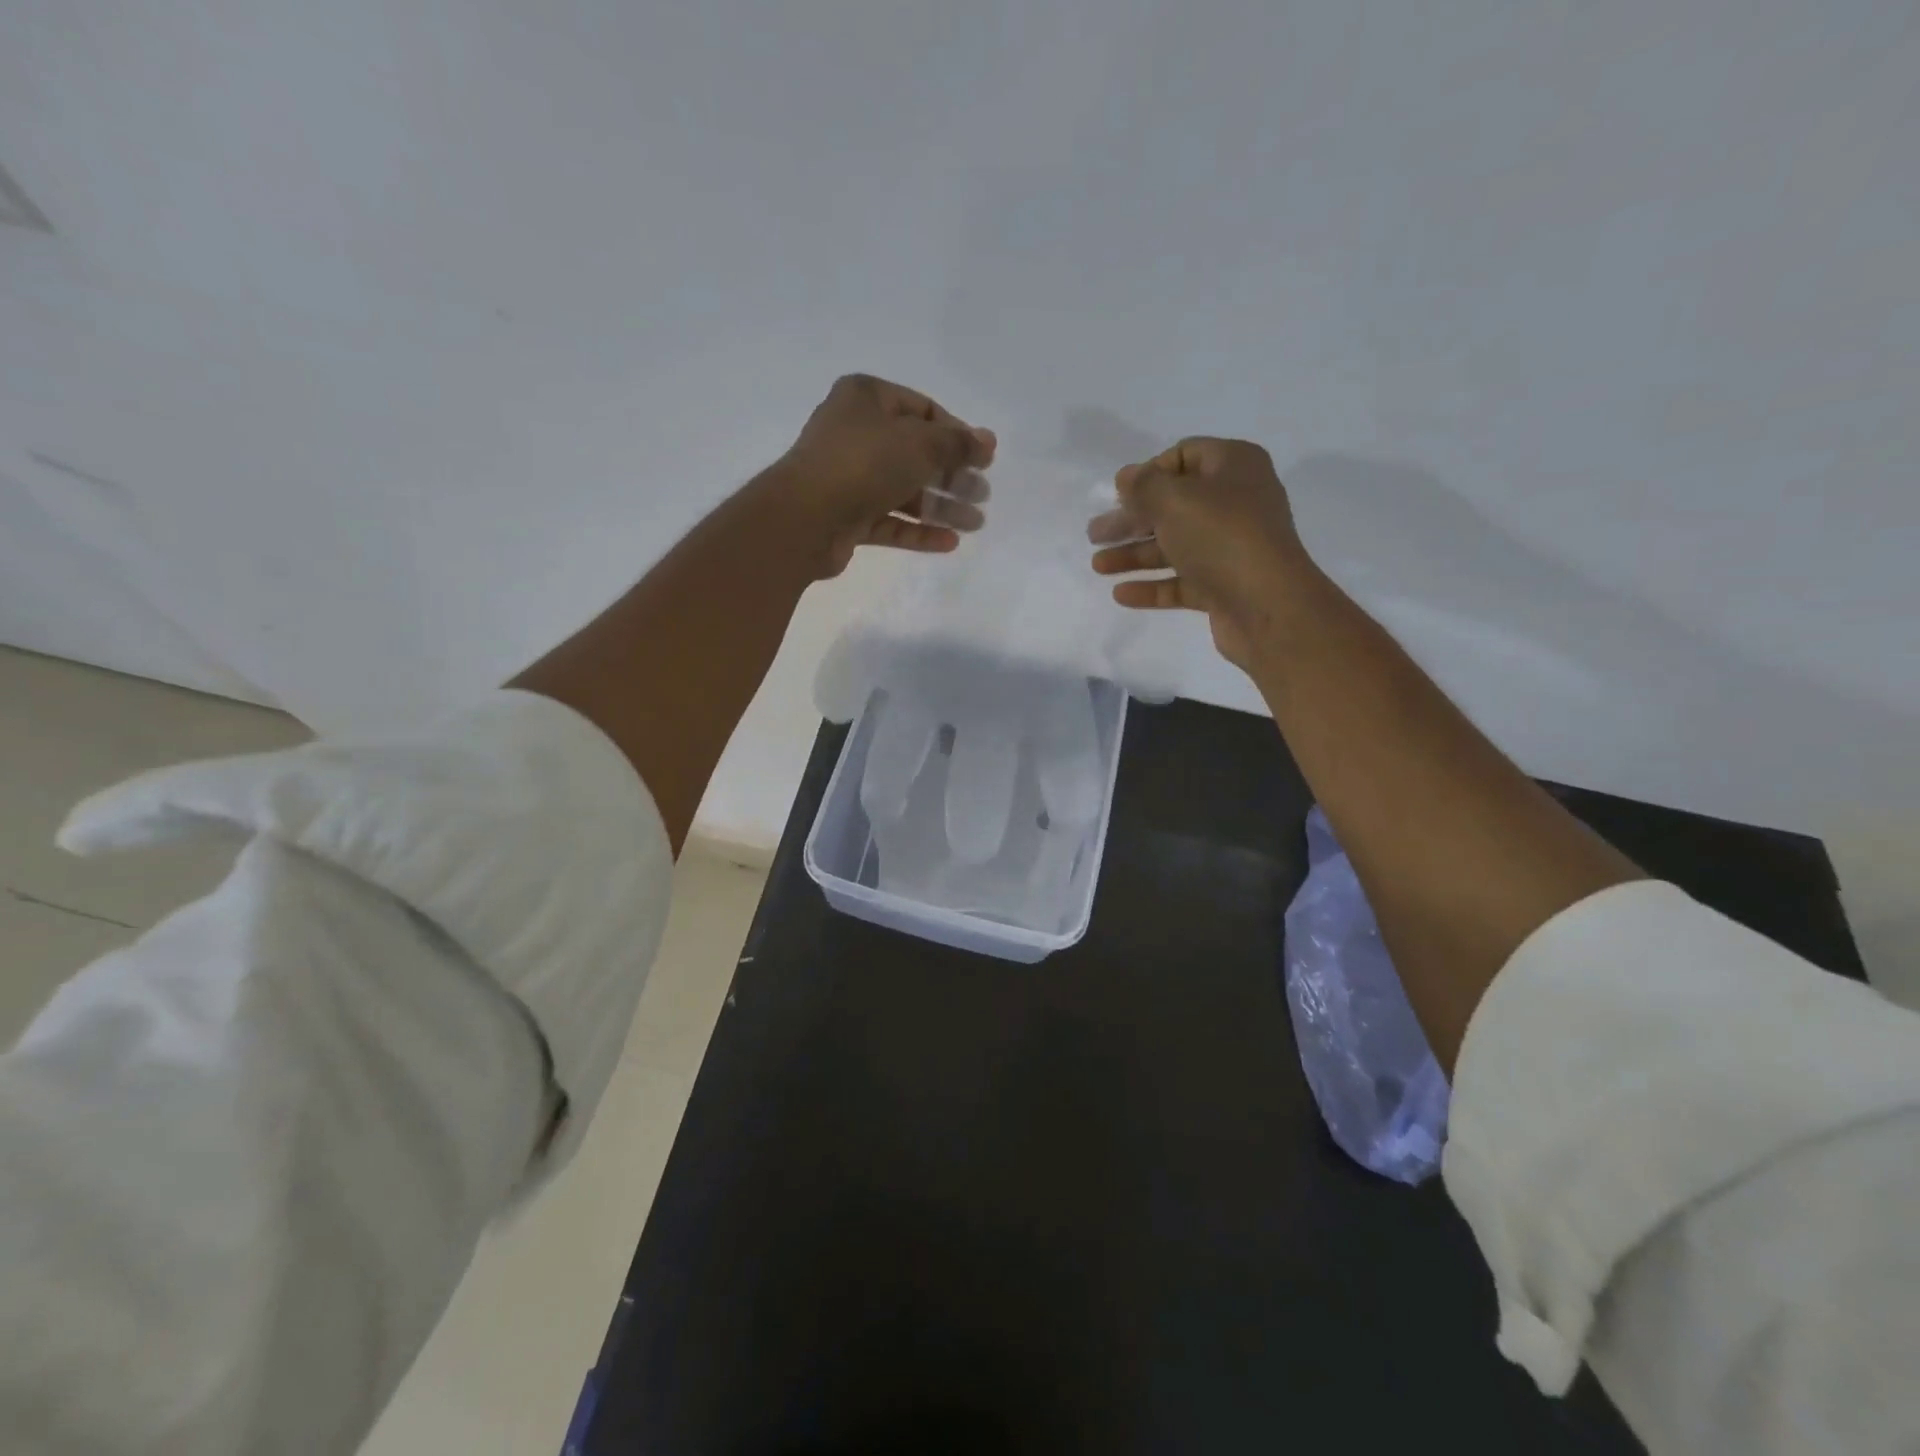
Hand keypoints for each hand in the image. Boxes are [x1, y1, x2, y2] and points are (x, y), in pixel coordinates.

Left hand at [768, 373, 995, 579]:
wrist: (805, 518)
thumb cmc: (864, 464)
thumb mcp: (920, 444)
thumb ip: (958, 443)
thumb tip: (988, 441)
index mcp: (867, 398)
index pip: (923, 409)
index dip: (957, 433)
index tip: (984, 458)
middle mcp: (856, 433)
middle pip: (916, 453)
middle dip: (953, 475)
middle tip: (983, 495)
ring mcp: (849, 477)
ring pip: (904, 490)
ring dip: (941, 507)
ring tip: (975, 524)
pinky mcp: (847, 516)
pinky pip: (890, 521)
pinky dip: (918, 530)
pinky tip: (949, 542)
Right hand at [1088, 437, 1315, 669]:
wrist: (1268, 606)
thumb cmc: (1221, 537)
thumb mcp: (1174, 499)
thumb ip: (1144, 485)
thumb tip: (1126, 477)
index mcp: (1234, 467)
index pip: (1184, 456)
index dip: (1148, 472)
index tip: (1119, 496)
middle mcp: (1236, 503)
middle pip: (1173, 505)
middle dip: (1132, 519)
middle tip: (1095, 534)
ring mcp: (1231, 547)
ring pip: (1174, 546)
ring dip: (1134, 554)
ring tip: (1098, 567)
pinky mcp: (1224, 586)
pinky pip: (1181, 581)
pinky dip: (1152, 585)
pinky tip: (1121, 593)